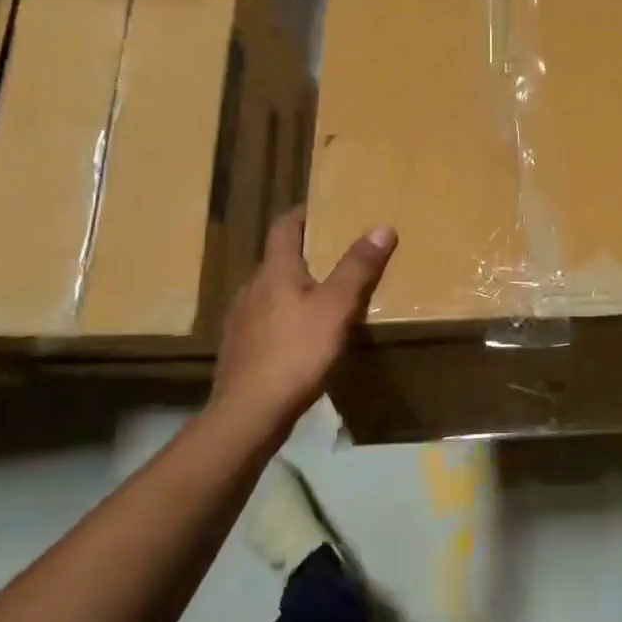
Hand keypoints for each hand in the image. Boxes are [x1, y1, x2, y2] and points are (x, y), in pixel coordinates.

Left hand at [210, 208, 396, 428]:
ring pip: (271, 293)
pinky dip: (285, 318)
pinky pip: (266, 322)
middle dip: (305, 254)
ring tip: (324, 298)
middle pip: (278, 260)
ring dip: (294, 289)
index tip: (322, 208)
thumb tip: (381, 226)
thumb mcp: (337, 307)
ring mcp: (240, 321)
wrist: (248, 413)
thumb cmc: (296, 352)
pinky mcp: (240, 350)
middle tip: (336, 256)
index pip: (284, 228)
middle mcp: (251, 289)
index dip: (302, 214)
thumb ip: (358, 268)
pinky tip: (301, 338)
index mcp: (274, 272)